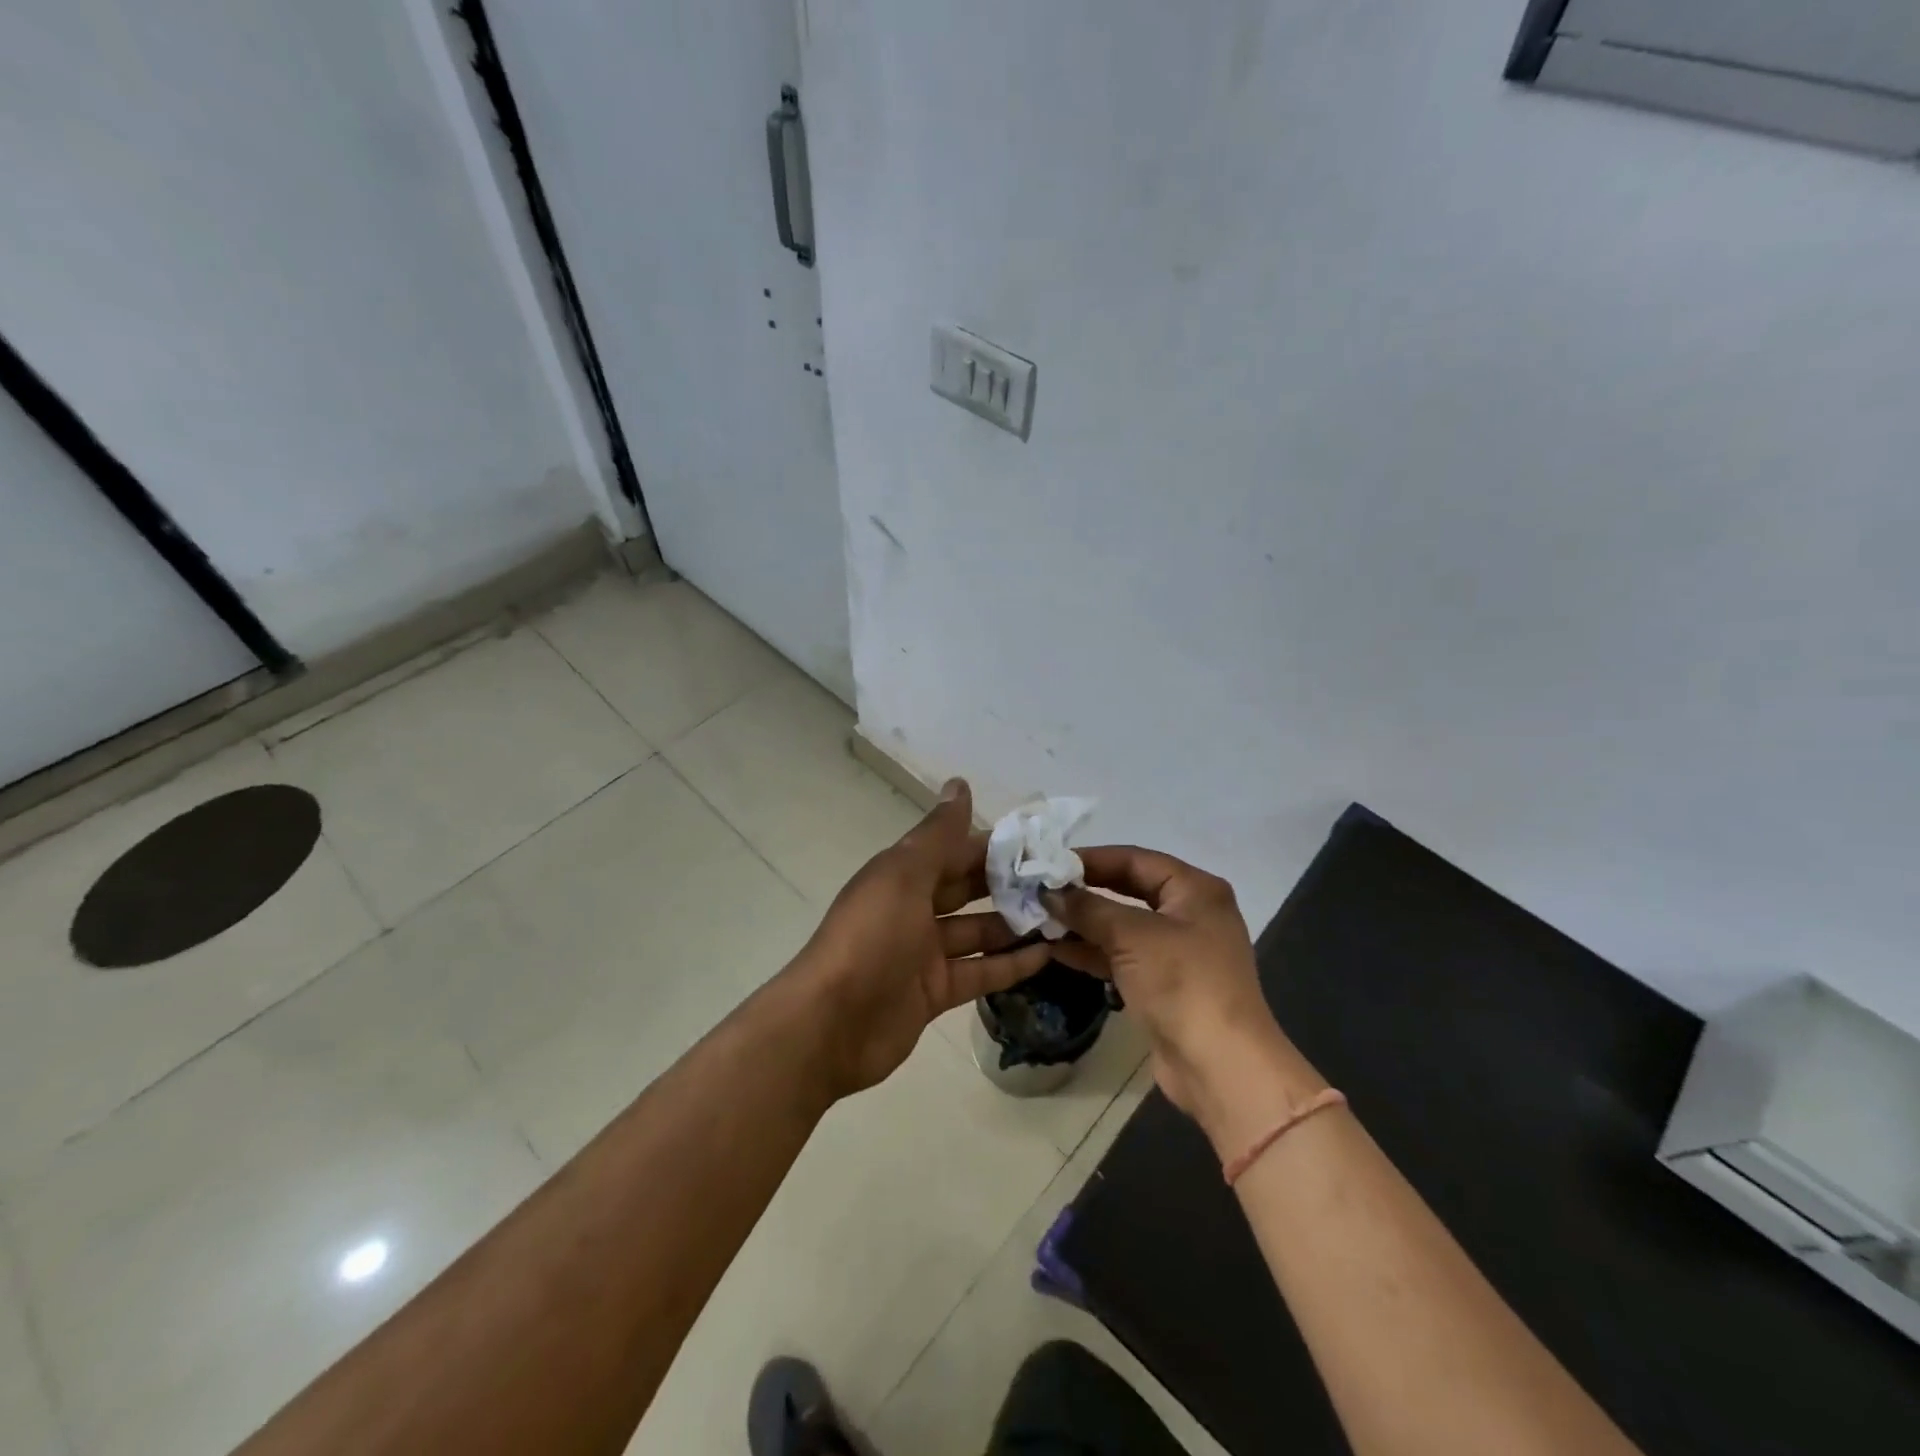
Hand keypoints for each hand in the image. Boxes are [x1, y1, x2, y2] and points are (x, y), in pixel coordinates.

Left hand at [791, 779, 1053, 1098]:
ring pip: (977, 932)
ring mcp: (924, 953)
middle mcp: (913, 909)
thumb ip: (937, 834)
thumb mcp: (903, 876)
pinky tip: (1047, 955)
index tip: (1041, 843)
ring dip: (1015, 924)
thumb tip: (959, 783)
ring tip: (1064, 916)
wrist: (831, 1025)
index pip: (955, 850)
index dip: (994, 845)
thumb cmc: (870, 938)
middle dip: (1009, 884)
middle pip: (967, 889)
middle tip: (1061, 881)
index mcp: (902, 875)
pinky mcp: (934, 992)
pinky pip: (979, 972)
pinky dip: (1009, 964)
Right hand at [1047, 848, 1323, 1147]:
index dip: (1091, 859)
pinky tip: (1056, 950)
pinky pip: (1122, 956)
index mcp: (1195, 890)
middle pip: (1128, 889)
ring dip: (1084, 923)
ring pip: (1122, 926)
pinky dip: (1093, 952)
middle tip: (1041, 889)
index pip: (1135, 859)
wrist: (1219, 1066)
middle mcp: (1189, 913)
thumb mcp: (1132, 936)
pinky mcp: (1164, 984)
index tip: (1049, 862)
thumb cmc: (1182, 984)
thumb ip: (1088, 908)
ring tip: (1040, 918)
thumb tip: (1049, 892)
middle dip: (1085, 891)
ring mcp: (1177, 951)